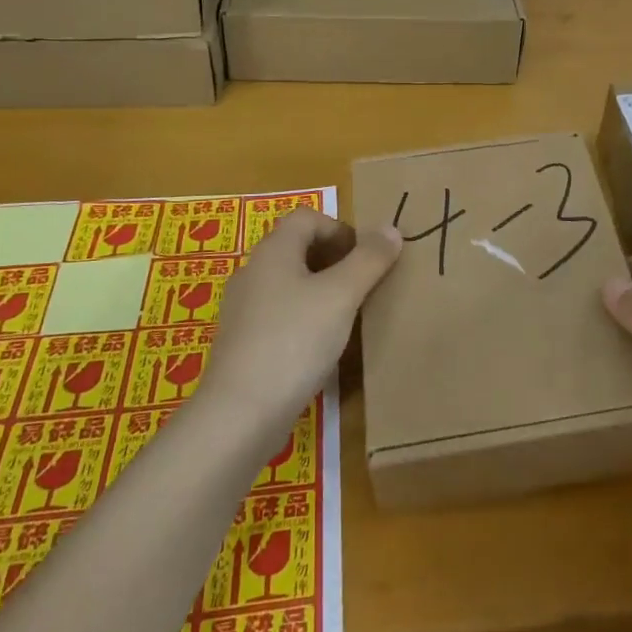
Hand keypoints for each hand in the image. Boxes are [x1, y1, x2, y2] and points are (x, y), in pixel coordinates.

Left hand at [203, 209, 400, 432]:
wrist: (240, 414)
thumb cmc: (294, 340)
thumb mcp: (341, 295)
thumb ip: (369, 260)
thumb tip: (391, 229)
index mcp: (274, 252)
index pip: (307, 217)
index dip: (340, 228)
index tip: (365, 257)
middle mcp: (253, 272)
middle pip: (297, 248)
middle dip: (334, 259)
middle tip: (363, 285)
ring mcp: (244, 310)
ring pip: (290, 283)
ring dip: (321, 290)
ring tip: (347, 315)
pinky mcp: (243, 343)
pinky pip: (280, 314)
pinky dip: (304, 318)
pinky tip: (321, 346)